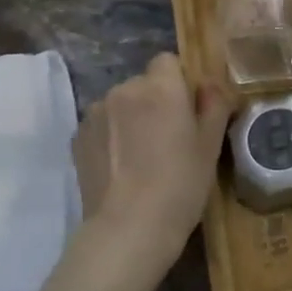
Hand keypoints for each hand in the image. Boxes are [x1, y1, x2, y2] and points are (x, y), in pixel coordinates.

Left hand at [73, 53, 231, 267]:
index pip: (168, 61)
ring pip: (121, 103)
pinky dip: (112, 136)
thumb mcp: (211, 146)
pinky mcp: (78, 137)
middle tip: (168, 138)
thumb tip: (208, 85)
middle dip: (155, 100)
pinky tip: (120, 167)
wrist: (128, 229)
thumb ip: (213, 105)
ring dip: (131, 117)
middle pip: (144, 83)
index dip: (179, 83)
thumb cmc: (180, 185)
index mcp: (162, 87)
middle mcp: (125, 89)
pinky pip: (102, 124)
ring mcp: (96, 112)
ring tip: (141, 156)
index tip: (188, 112)